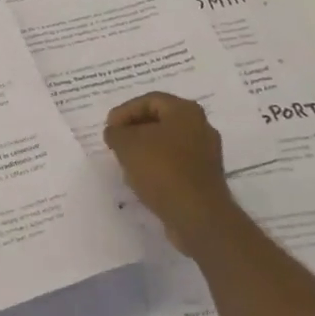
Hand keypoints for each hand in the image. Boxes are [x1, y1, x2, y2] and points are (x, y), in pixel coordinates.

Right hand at [103, 92, 244, 258]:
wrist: (197, 215)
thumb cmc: (162, 170)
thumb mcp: (127, 145)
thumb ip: (116, 132)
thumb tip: (116, 132)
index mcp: (185, 111)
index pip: (150, 100)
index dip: (125, 111)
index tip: (109, 128)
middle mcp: (200, 127)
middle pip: (161, 120)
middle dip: (135, 129)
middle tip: (116, 142)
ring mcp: (206, 153)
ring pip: (168, 143)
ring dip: (145, 149)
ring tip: (125, 161)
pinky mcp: (204, 177)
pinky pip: (176, 163)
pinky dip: (158, 166)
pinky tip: (143, 179)